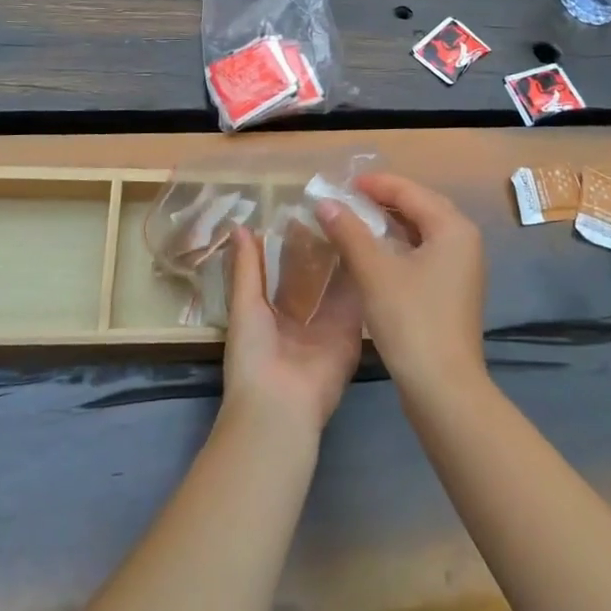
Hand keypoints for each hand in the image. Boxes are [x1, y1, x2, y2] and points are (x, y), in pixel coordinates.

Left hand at [220, 226, 362, 438]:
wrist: (280, 404)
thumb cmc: (253, 353)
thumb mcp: (244, 305)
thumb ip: (246, 268)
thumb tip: (239, 227)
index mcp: (272, 312)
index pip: (285, 272)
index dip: (292, 244)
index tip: (304, 209)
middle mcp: (303, 317)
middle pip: (315, 276)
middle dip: (322, 248)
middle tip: (335, 207)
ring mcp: (329, 324)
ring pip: (338, 284)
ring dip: (344, 256)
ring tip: (355, 217)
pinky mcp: (352, 332)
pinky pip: (357, 300)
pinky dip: (363, 275)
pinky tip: (371, 244)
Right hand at [315, 173, 486, 403]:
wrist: (443, 388)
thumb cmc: (411, 321)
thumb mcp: (374, 272)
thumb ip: (349, 232)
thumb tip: (324, 202)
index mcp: (453, 228)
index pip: (410, 191)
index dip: (375, 184)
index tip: (341, 184)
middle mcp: (464, 241)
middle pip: (420, 206)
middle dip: (383, 200)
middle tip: (347, 198)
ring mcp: (461, 267)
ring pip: (421, 231)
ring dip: (389, 223)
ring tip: (354, 220)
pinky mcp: (452, 290)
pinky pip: (423, 252)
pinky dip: (398, 246)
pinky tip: (373, 253)